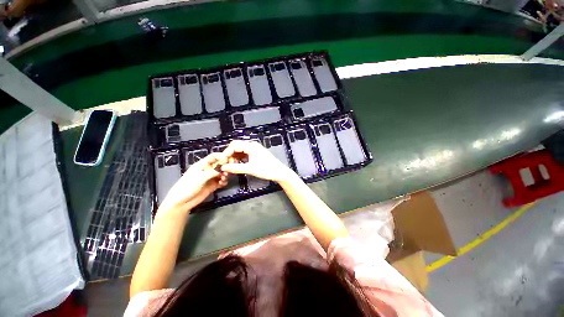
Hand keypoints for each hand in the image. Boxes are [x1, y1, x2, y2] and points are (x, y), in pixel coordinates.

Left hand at [158, 152, 227, 214]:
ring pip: (222, 173)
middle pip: (220, 165)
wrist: (181, 202)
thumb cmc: (187, 187)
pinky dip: (223, 182)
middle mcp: (207, 170)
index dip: (222, 156)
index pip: (213, 157)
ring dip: (225, 175)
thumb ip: (212, 172)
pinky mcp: (212, 185)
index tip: (229, 160)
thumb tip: (222, 170)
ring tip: (224, 179)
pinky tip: (222, 184)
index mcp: (202, 165)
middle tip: (228, 171)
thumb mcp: (200, 178)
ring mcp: (210, 178)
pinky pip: (221, 181)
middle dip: (225, 167)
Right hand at [220, 140, 295, 182]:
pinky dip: (240, 158)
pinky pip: (245, 154)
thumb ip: (235, 168)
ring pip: (240, 150)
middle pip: (237, 147)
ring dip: (235, 157)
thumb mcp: (250, 169)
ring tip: (231, 166)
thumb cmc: (267, 169)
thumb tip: (224, 167)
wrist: (279, 172)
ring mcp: (255, 149)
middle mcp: (252, 145)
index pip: (234, 145)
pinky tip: (238, 165)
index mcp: (251, 146)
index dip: (226, 152)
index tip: (222, 161)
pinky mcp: (256, 154)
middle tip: (226, 164)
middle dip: (230, 155)